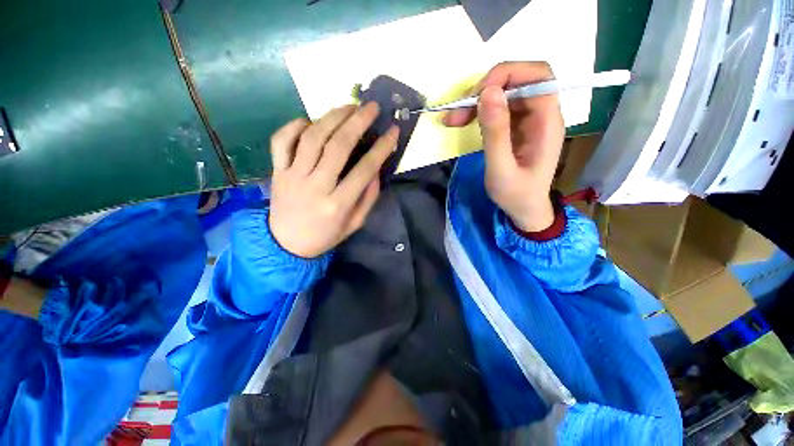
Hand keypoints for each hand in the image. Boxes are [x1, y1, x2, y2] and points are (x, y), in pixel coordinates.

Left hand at [268, 103, 398, 257]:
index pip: (364, 169)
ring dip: (332, 117)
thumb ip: (368, 198)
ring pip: (312, 137)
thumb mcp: (355, 223)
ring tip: (349, 106)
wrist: (286, 244)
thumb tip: (375, 170)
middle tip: (371, 107)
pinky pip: (281, 141)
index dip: (381, 148)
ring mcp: (293, 176)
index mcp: (338, 204)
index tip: (393, 131)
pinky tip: (310, 121)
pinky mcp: (277, 171)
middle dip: (357, 122)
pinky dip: (295, 125)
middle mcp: (315, 186)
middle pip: (337, 146)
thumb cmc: (325, 235)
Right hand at [443, 62, 564, 231]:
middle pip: (518, 80)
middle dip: (486, 89)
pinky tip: (463, 122)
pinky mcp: (517, 127)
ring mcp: (529, 119)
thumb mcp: (501, 169)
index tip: (478, 95)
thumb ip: (495, 133)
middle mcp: (542, 114)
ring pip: (505, 93)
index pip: (537, 76)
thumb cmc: (516, 195)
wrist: (524, 209)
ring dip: (477, 101)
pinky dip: (479, 111)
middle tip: (458, 111)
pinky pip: (498, 108)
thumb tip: (488, 93)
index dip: (508, 74)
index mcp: (547, 122)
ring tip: (454, 120)